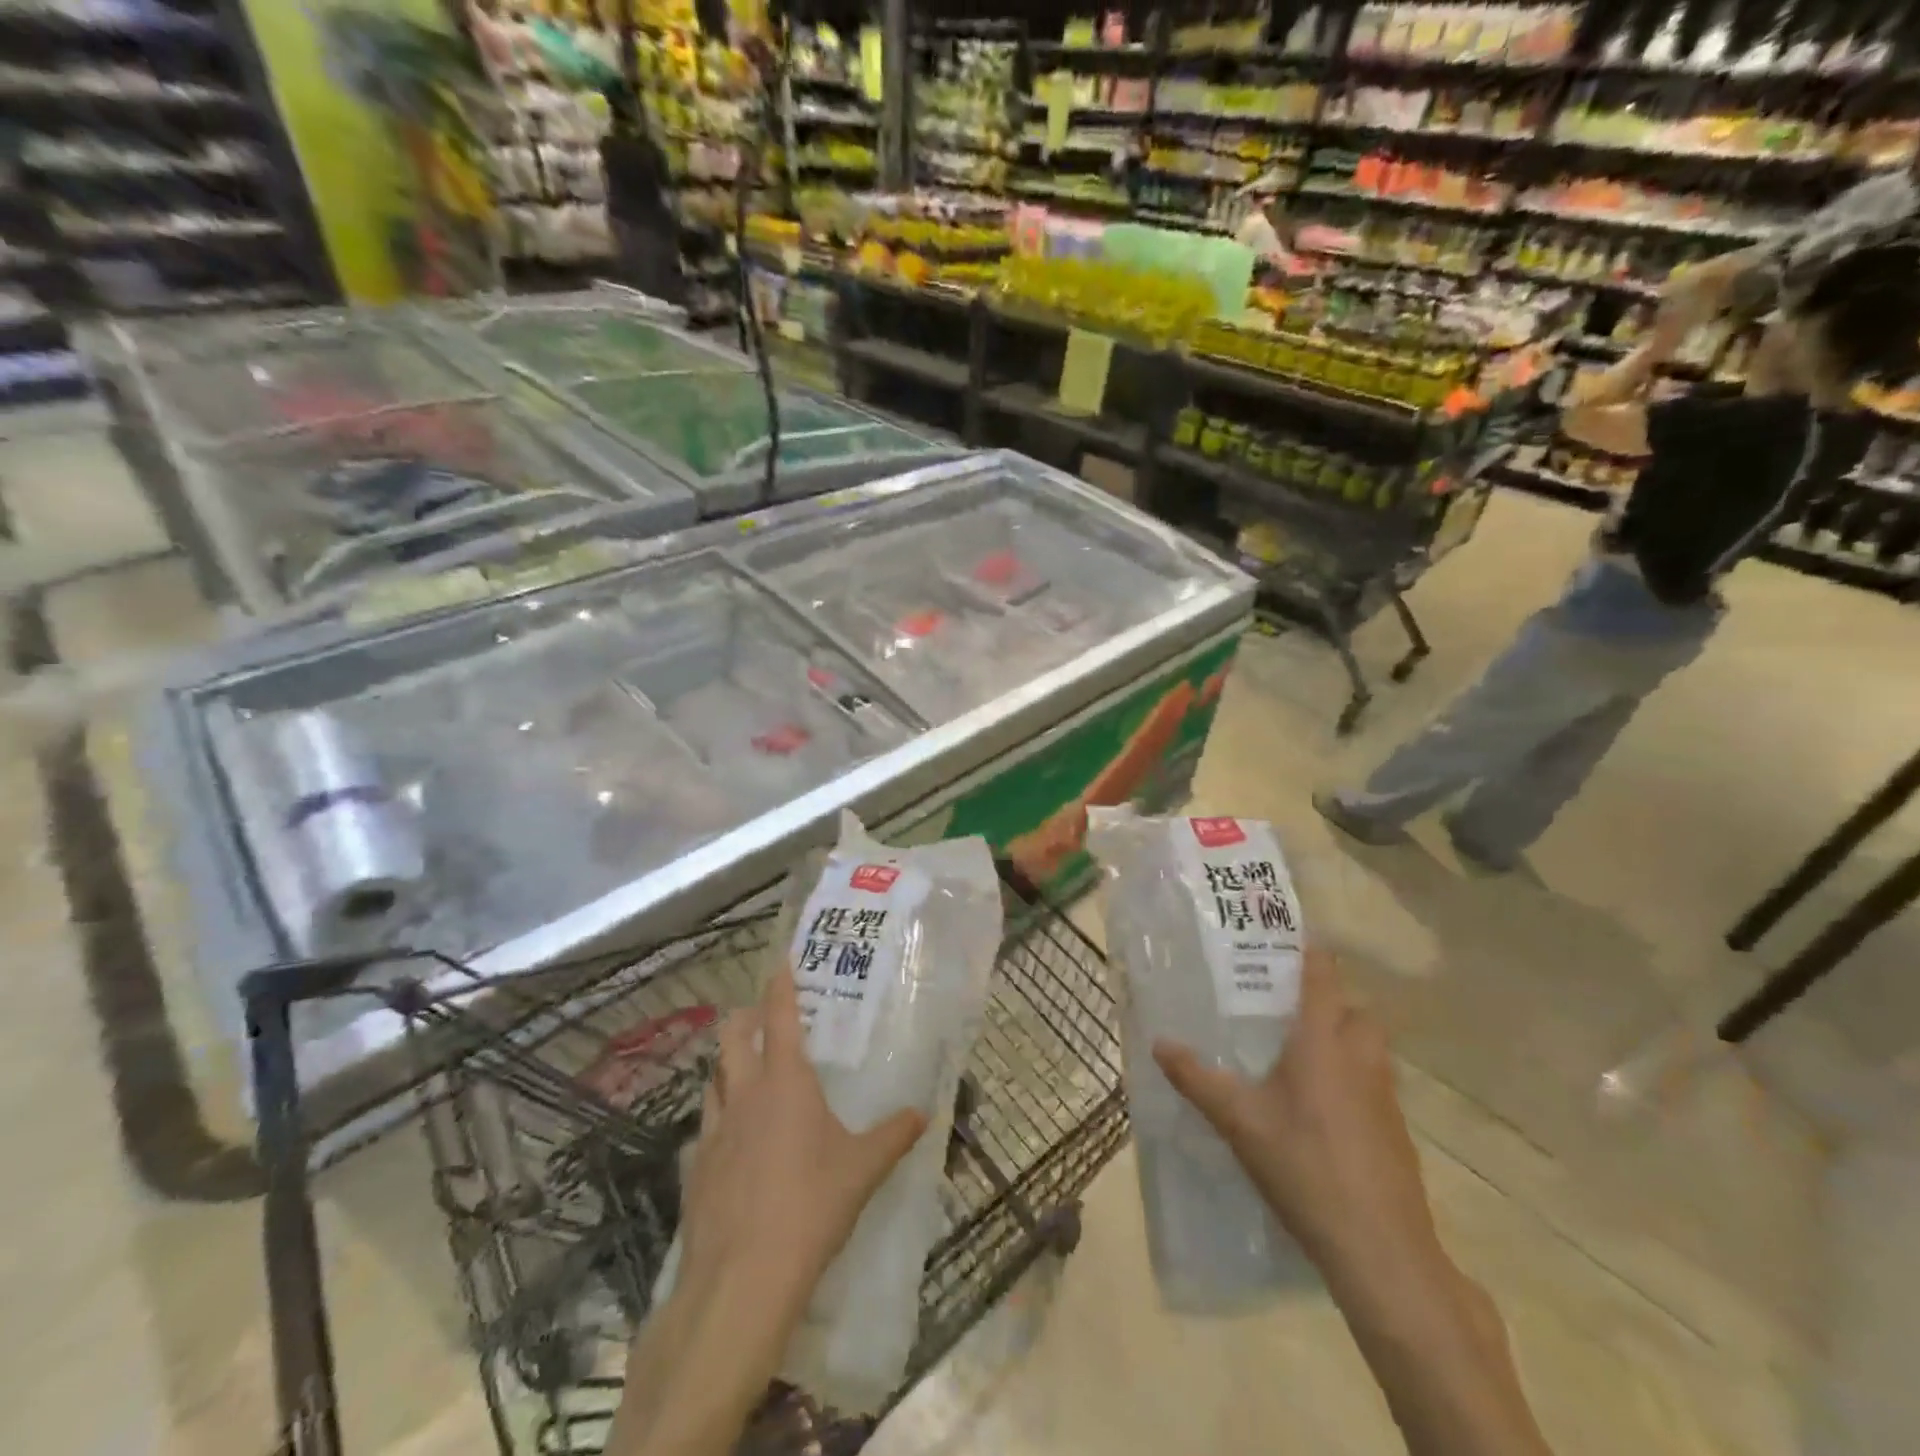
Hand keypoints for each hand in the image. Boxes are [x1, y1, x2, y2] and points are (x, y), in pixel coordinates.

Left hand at [677, 968, 928, 1313]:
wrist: (742, 1277)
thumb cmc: (811, 1205)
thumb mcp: (863, 1169)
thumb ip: (894, 1135)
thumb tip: (923, 1113)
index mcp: (785, 1080)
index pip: (778, 1015)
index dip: (779, 984)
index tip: (780, 960)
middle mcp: (745, 1093)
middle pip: (731, 1036)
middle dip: (744, 1018)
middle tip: (760, 1018)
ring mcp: (713, 1130)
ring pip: (712, 1078)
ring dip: (726, 1066)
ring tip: (743, 1072)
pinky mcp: (694, 1168)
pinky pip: (704, 1128)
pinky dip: (716, 1121)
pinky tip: (729, 1142)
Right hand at [1152, 948, 1439, 1283]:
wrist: (1380, 1249)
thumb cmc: (1304, 1165)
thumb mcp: (1238, 1120)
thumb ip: (1197, 1078)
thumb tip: (1159, 1044)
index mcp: (1322, 1042)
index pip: (1323, 978)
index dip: (1311, 953)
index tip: (1290, 938)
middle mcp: (1360, 1058)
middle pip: (1357, 1010)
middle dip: (1332, 1001)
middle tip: (1291, 1008)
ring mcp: (1385, 1096)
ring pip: (1371, 1048)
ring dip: (1346, 1039)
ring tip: (1303, 1055)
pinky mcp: (1397, 1132)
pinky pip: (1376, 1084)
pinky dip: (1355, 1079)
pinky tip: (1323, 1110)